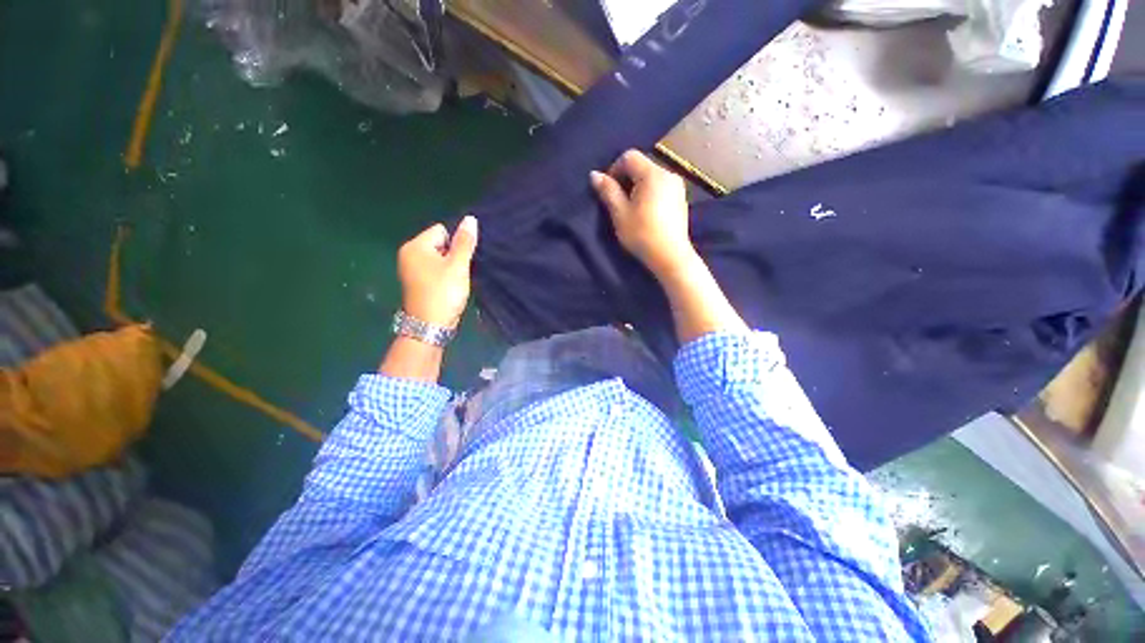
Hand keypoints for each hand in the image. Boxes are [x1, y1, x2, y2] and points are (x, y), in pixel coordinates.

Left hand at [397, 216, 477, 327]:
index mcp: (415, 246)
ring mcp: (411, 269)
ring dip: (450, 266)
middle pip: (440, 243)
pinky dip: (444, 275)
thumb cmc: (443, 292)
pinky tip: (450, 287)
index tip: (461, 261)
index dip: (456, 243)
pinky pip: (434, 269)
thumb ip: (465, 242)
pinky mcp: (417, 282)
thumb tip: (470, 218)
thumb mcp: (457, 266)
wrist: (430, 326)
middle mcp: (409, 254)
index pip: (442, 230)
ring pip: (439, 258)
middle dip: (453, 255)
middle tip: (459, 273)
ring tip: (456, 281)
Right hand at [590, 149, 696, 277]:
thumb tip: (594, 174)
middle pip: (642, 165)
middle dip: (626, 179)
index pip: (629, 156)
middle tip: (618, 201)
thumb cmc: (642, 234)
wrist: (670, 256)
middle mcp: (668, 174)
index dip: (614, 169)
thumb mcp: (620, 213)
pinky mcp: (682, 199)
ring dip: (638, 187)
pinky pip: (661, 187)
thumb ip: (608, 191)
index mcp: (653, 174)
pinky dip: (650, 194)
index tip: (608, 190)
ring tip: (631, 208)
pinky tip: (646, 213)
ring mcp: (678, 186)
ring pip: (652, 177)